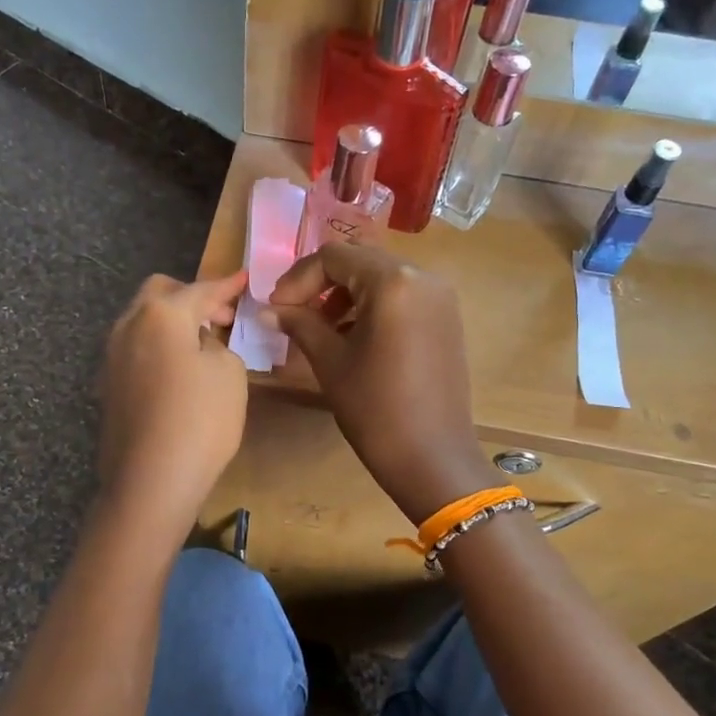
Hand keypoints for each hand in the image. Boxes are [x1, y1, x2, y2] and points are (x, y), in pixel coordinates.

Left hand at [98, 271, 249, 537]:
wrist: (151, 481)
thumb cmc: (200, 420)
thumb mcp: (229, 372)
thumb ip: (216, 344)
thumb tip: (198, 343)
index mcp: (161, 314)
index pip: (200, 289)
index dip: (226, 285)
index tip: (244, 279)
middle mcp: (128, 326)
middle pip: (159, 294)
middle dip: (191, 297)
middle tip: (221, 316)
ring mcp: (112, 357)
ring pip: (143, 321)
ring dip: (171, 322)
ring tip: (201, 342)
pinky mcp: (108, 386)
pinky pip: (136, 349)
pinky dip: (158, 347)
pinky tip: (178, 370)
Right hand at [268, 244, 493, 524]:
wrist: (433, 458)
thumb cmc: (375, 409)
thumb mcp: (330, 362)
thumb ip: (300, 324)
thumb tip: (268, 309)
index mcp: (393, 282)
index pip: (334, 257)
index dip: (298, 279)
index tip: (277, 308)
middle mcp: (423, 277)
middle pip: (360, 261)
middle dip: (322, 284)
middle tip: (294, 314)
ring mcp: (440, 298)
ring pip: (381, 278)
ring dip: (346, 295)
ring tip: (320, 330)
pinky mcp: (447, 319)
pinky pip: (402, 297)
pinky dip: (373, 307)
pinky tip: (354, 338)